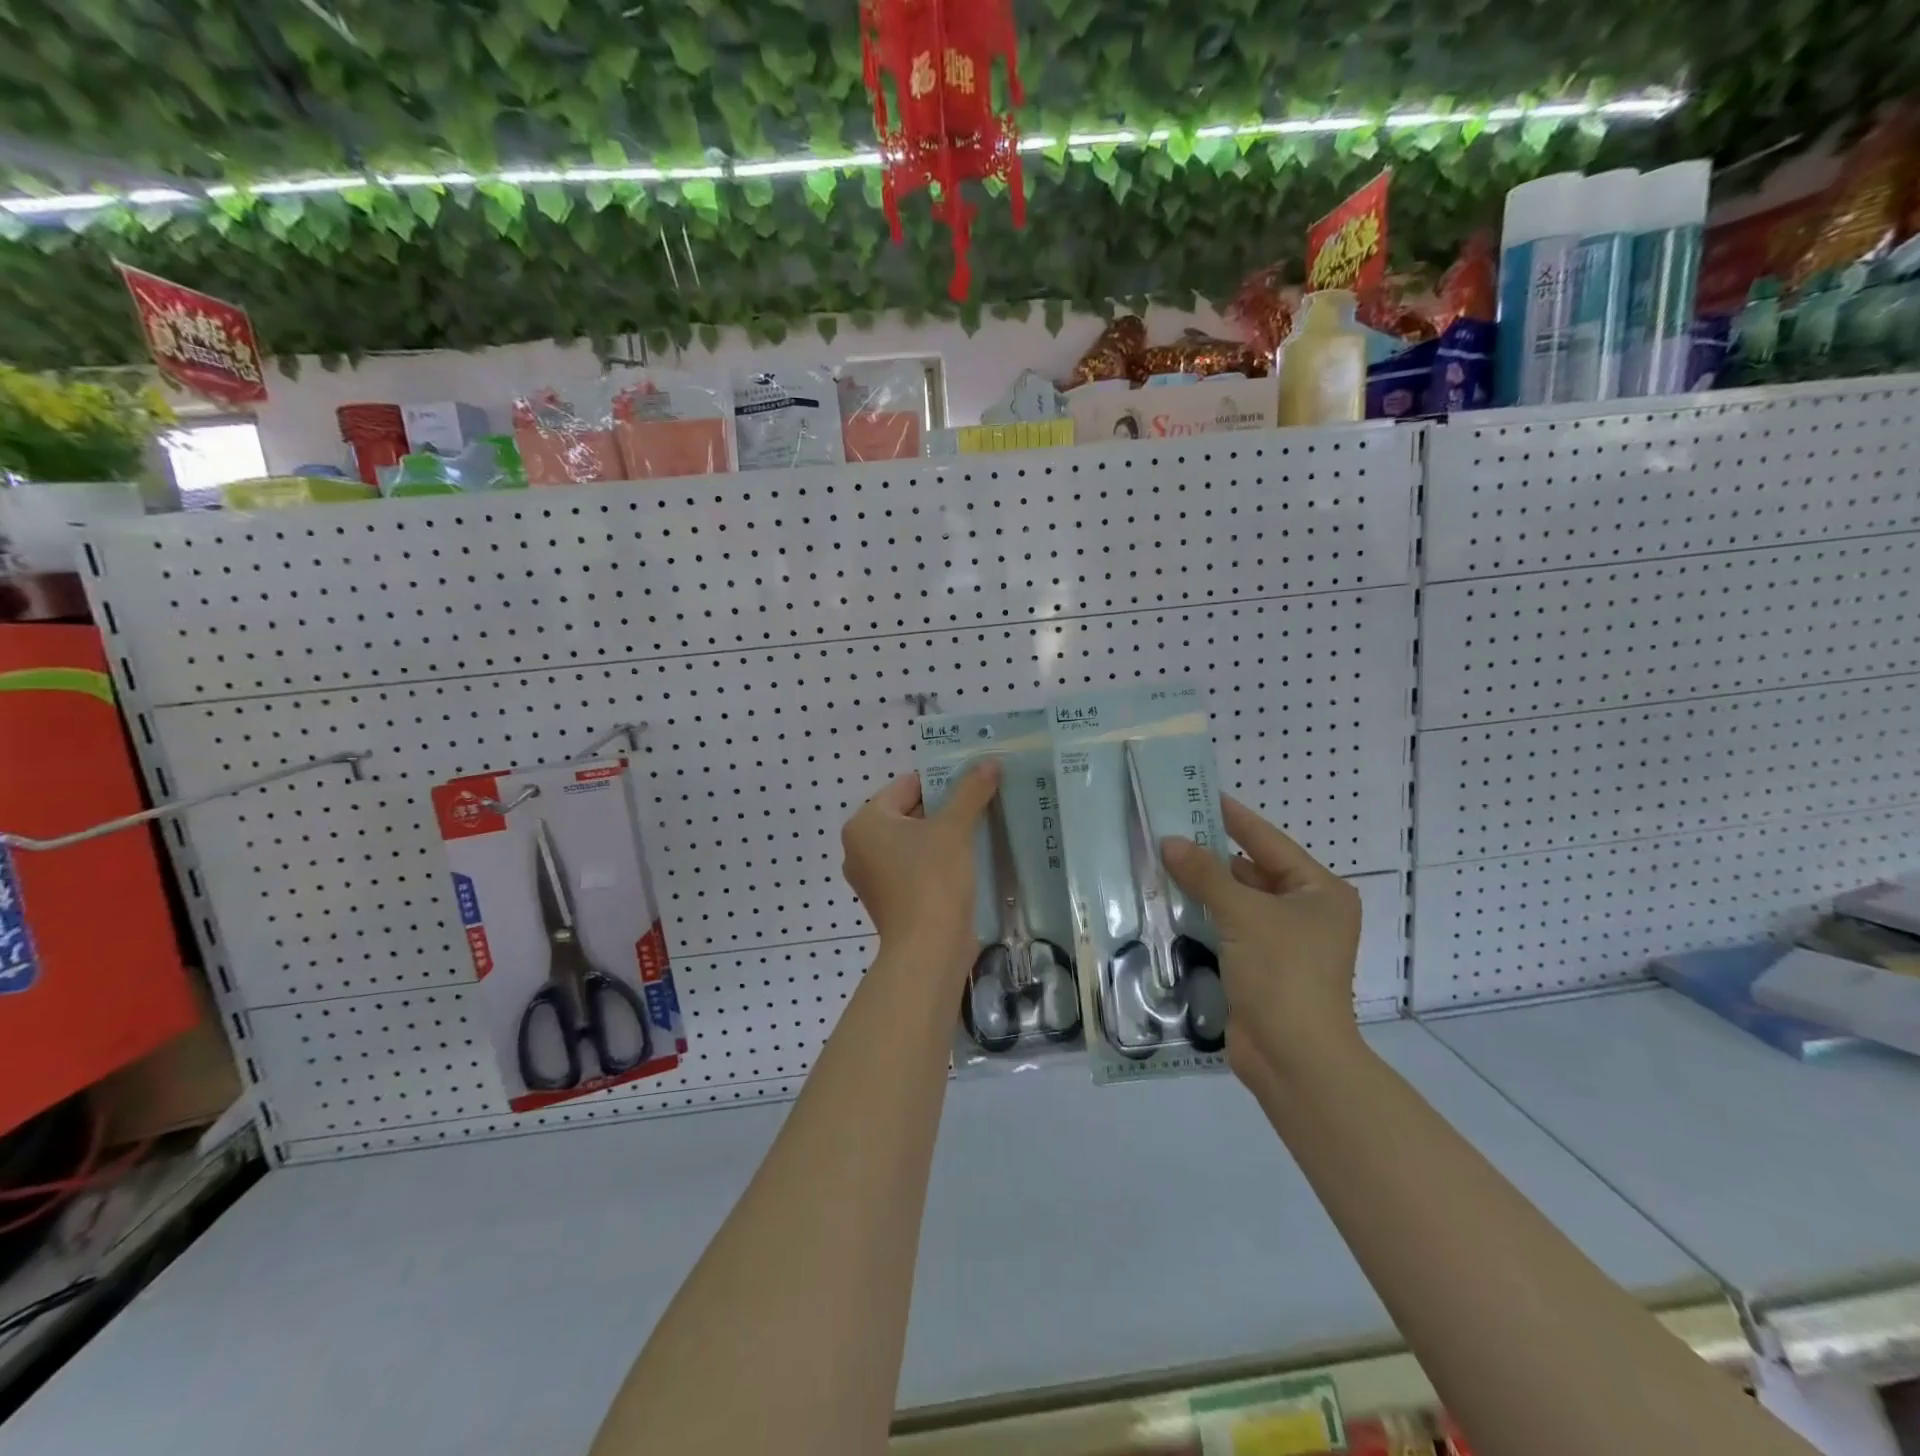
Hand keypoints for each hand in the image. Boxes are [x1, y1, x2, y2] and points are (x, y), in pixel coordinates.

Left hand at [841, 762, 1000, 965]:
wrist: (928, 950)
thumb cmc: (932, 879)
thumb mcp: (954, 828)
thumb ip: (970, 791)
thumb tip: (989, 762)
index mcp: (864, 823)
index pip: (906, 786)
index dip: (942, 781)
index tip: (973, 783)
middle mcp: (859, 847)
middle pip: (908, 813)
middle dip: (943, 809)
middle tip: (980, 803)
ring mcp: (872, 877)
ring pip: (913, 842)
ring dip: (942, 836)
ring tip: (978, 829)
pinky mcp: (889, 900)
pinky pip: (914, 867)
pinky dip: (936, 861)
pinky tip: (966, 861)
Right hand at [1160, 797, 1361, 1093]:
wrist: (1293, 1059)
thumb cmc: (1282, 974)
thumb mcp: (1243, 915)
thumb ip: (1205, 874)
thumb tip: (1170, 841)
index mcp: (1319, 892)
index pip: (1268, 842)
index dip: (1233, 818)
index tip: (1200, 794)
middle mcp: (1305, 912)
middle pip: (1251, 871)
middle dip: (1209, 855)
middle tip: (1167, 830)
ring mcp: (1282, 942)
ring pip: (1235, 901)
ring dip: (1201, 887)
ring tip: (1157, 861)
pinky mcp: (1259, 966)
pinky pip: (1227, 929)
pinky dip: (1201, 916)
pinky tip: (1166, 903)